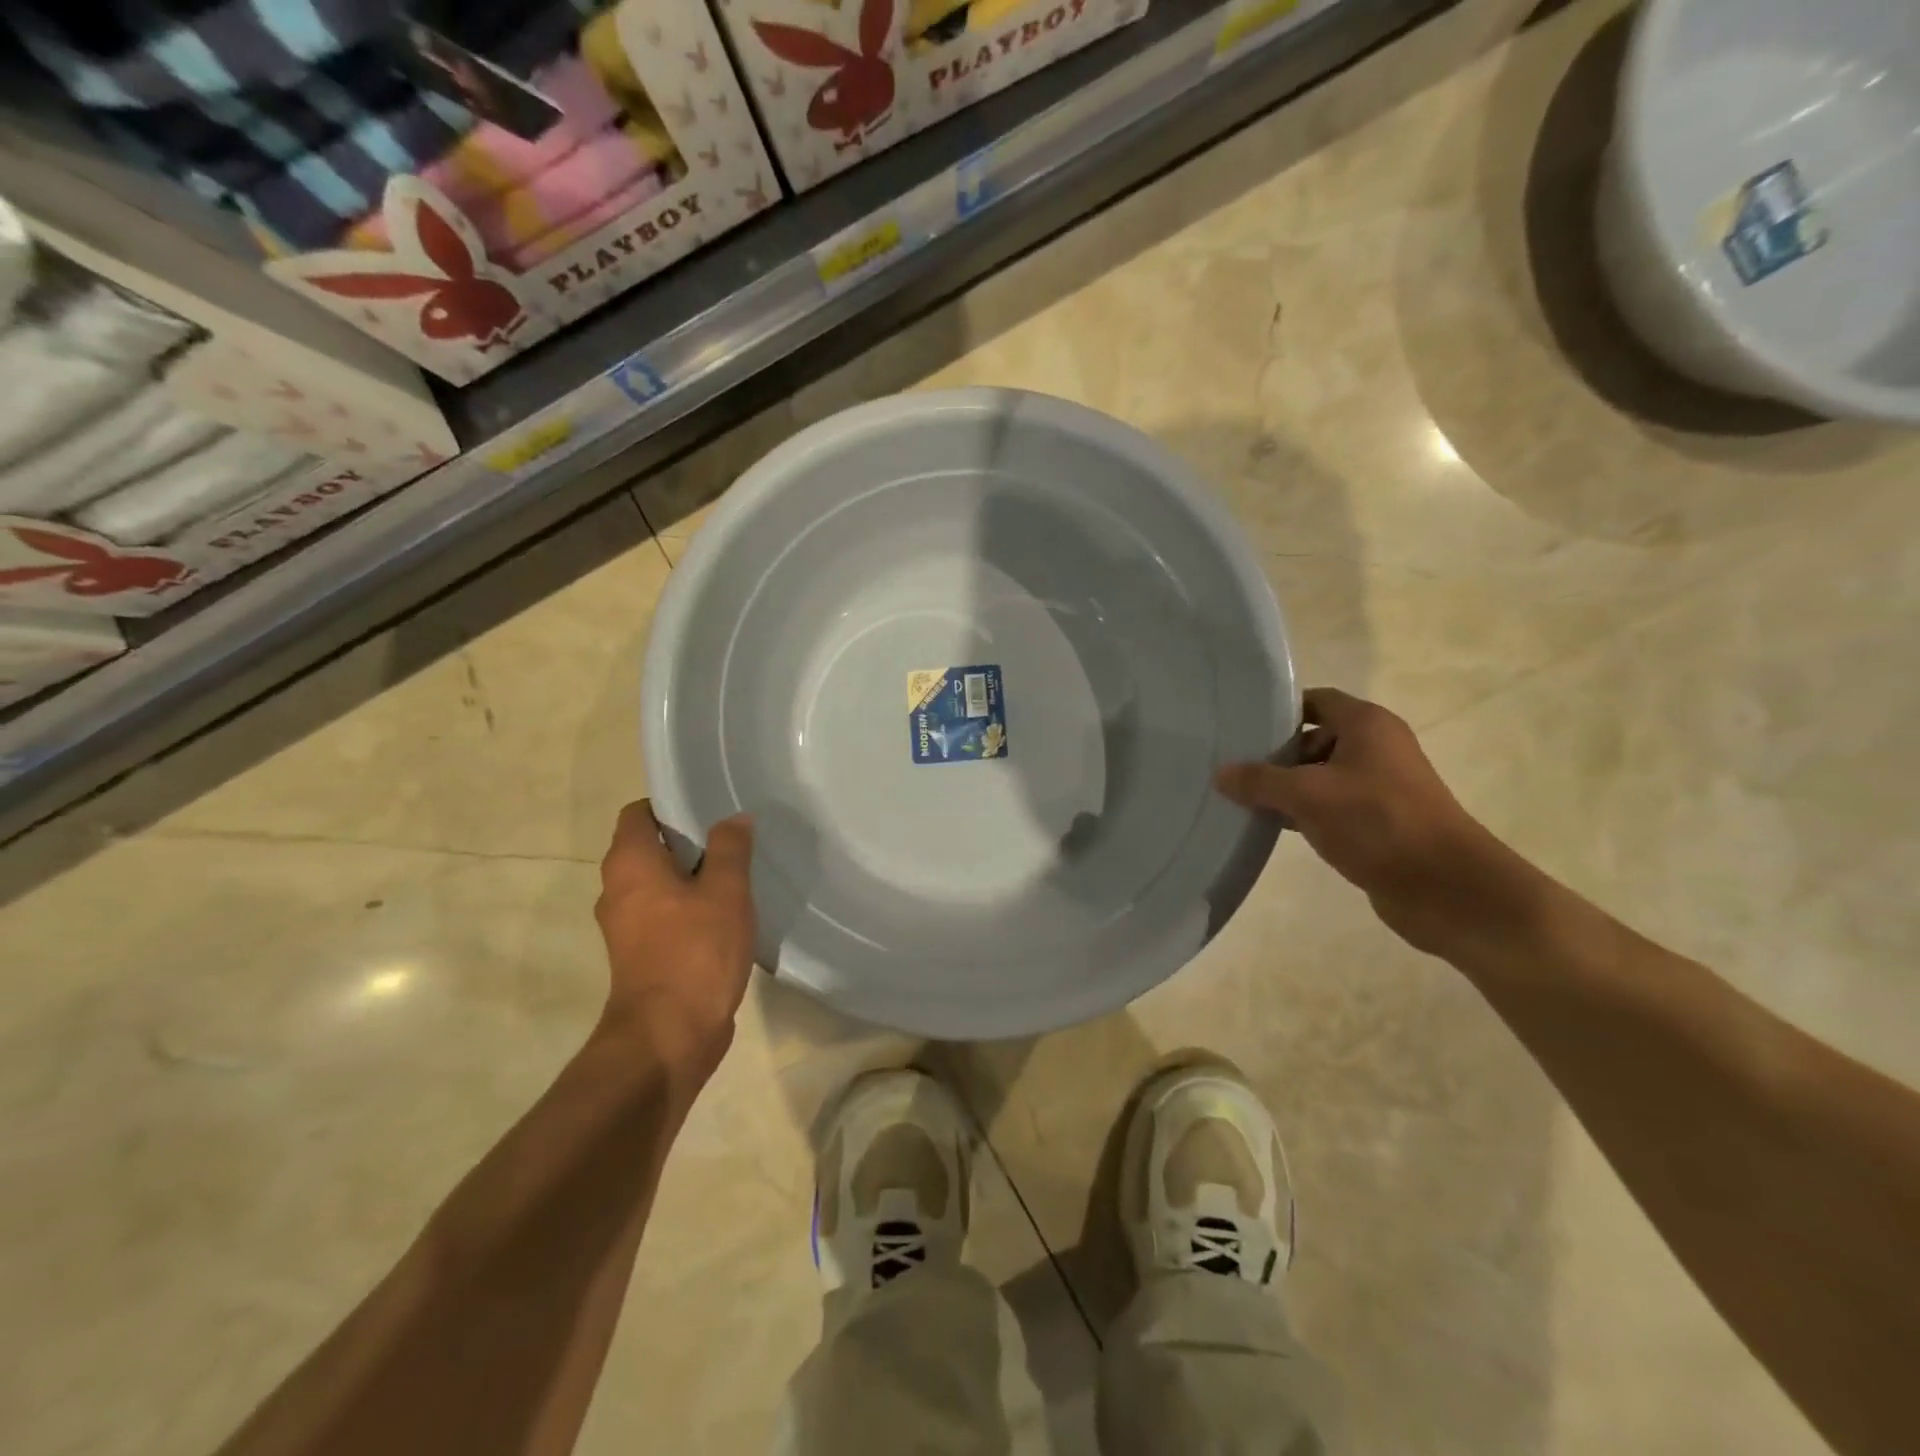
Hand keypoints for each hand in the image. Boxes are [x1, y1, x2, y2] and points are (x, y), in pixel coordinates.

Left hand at [594, 801, 756, 1090]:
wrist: (669, 1035)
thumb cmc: (695, 951)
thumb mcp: (725, 891)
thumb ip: (730, 849)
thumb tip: (733, 819)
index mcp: (629, 864)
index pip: (639, 813)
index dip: (671, 804)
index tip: (709, 807)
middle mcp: (617, 889)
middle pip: (649, 847)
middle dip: (689, 839)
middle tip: (733, 837)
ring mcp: (626, 925)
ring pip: (658, 882)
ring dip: (691, 875)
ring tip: (735, 872)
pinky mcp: (640, 953)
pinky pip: (663, 912)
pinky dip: (688, 905)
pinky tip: (726, 912)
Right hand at [1215, 688, 1519, 953]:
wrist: (1444, 886)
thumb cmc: (1376, 822)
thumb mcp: (1308, 795)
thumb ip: (1260, 781)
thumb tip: (1220, 773)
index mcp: (1366, 725)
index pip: (1314, 700)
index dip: (1278, 710)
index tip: (1241, 727)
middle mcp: (1376, 747)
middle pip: (1313, 738)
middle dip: (1275, 755)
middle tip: (1234, 770)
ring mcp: (1379, 785)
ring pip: (1320, 775)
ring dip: (1286, 788)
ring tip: (1243, 800)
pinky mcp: (1378, 820)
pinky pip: (1331, 805)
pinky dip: (1303, 812)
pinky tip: (1273, 827)